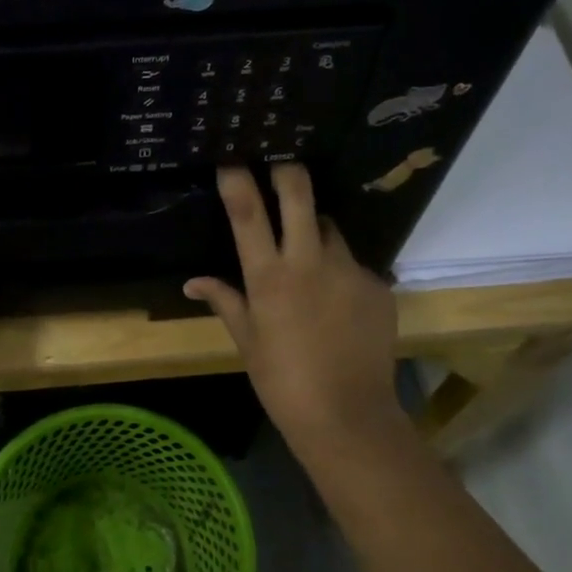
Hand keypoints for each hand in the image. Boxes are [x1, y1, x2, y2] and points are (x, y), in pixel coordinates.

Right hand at [185, 166, 411, 466]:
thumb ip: (224, 301)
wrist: (347, 416)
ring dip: (315, 228)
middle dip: (288, 170)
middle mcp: (309, 262)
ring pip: (329, 227)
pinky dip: (340, 271)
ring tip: (309, 253)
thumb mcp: (246, 341)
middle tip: (281, 162)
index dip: (238, 179)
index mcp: (269, 277)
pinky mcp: (378, 285)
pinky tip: (338, 301)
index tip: (231, 156)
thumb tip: (192, 282)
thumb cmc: (282, 381)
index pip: (248, 213)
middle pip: (299, 194)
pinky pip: (354, 264)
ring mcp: (349, 271)